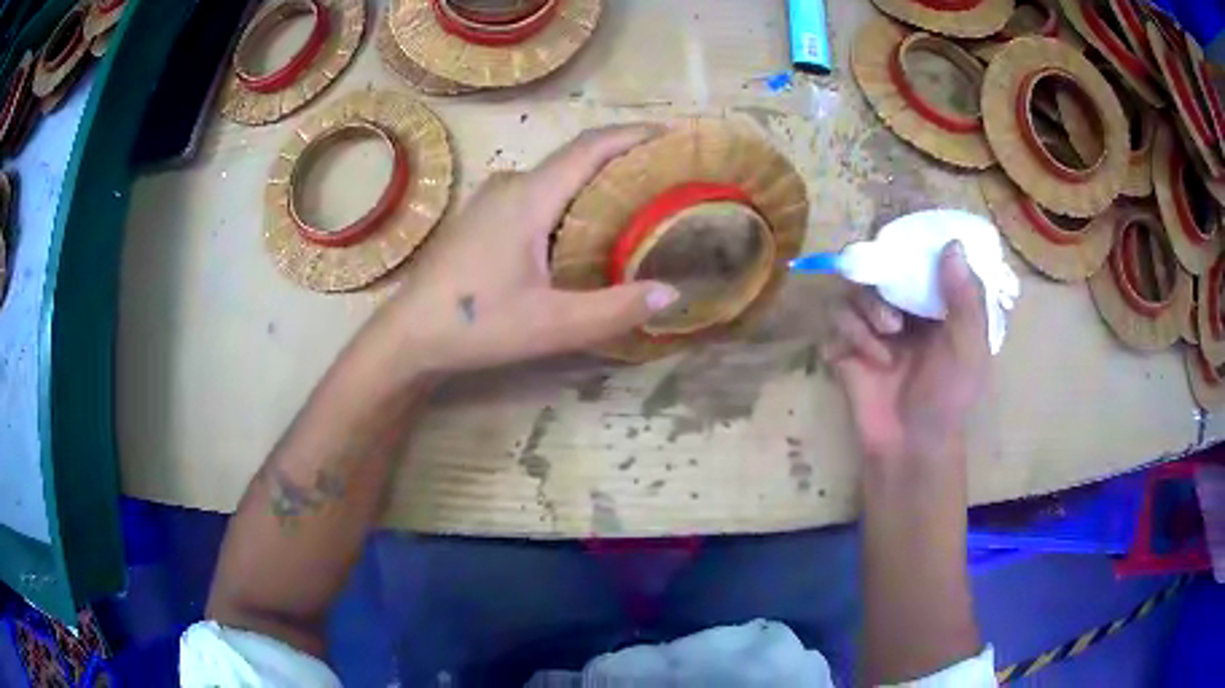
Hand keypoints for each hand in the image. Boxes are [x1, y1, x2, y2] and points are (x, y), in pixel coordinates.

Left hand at [366, 124, 678, 374]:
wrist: (408, 336)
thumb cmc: (475, 325)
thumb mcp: (552, 326)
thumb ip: (614, 310)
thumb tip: (672, 292)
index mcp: (530, 197)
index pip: (590, 148)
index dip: (634, 135)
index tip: (674, 135)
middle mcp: (511, 185)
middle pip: (576, 158)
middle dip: (623, 158)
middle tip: (667, 175)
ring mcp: (492, 200)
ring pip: (556, 177)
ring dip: (597, 180)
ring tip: (638, 199)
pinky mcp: (483, 218)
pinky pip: (539, 194)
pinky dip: (572, 198)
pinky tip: (586, 226)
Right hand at [823, 242, 988, 464]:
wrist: (910, 445)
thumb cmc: (948, 397)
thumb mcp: (969, 348)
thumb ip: (965, 298)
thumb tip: (953, 244)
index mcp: (934, 304)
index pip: (918, 259)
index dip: (910, 247)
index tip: (906, 245)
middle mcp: (902, 309)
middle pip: (878, 267)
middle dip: (884, 284)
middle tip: (896, 310)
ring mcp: (871, 328)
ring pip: (853, 291)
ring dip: (868, 311)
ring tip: (887, 339)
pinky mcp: (846, 347)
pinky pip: (834, 320)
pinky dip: (850, 336)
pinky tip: (868, 361)